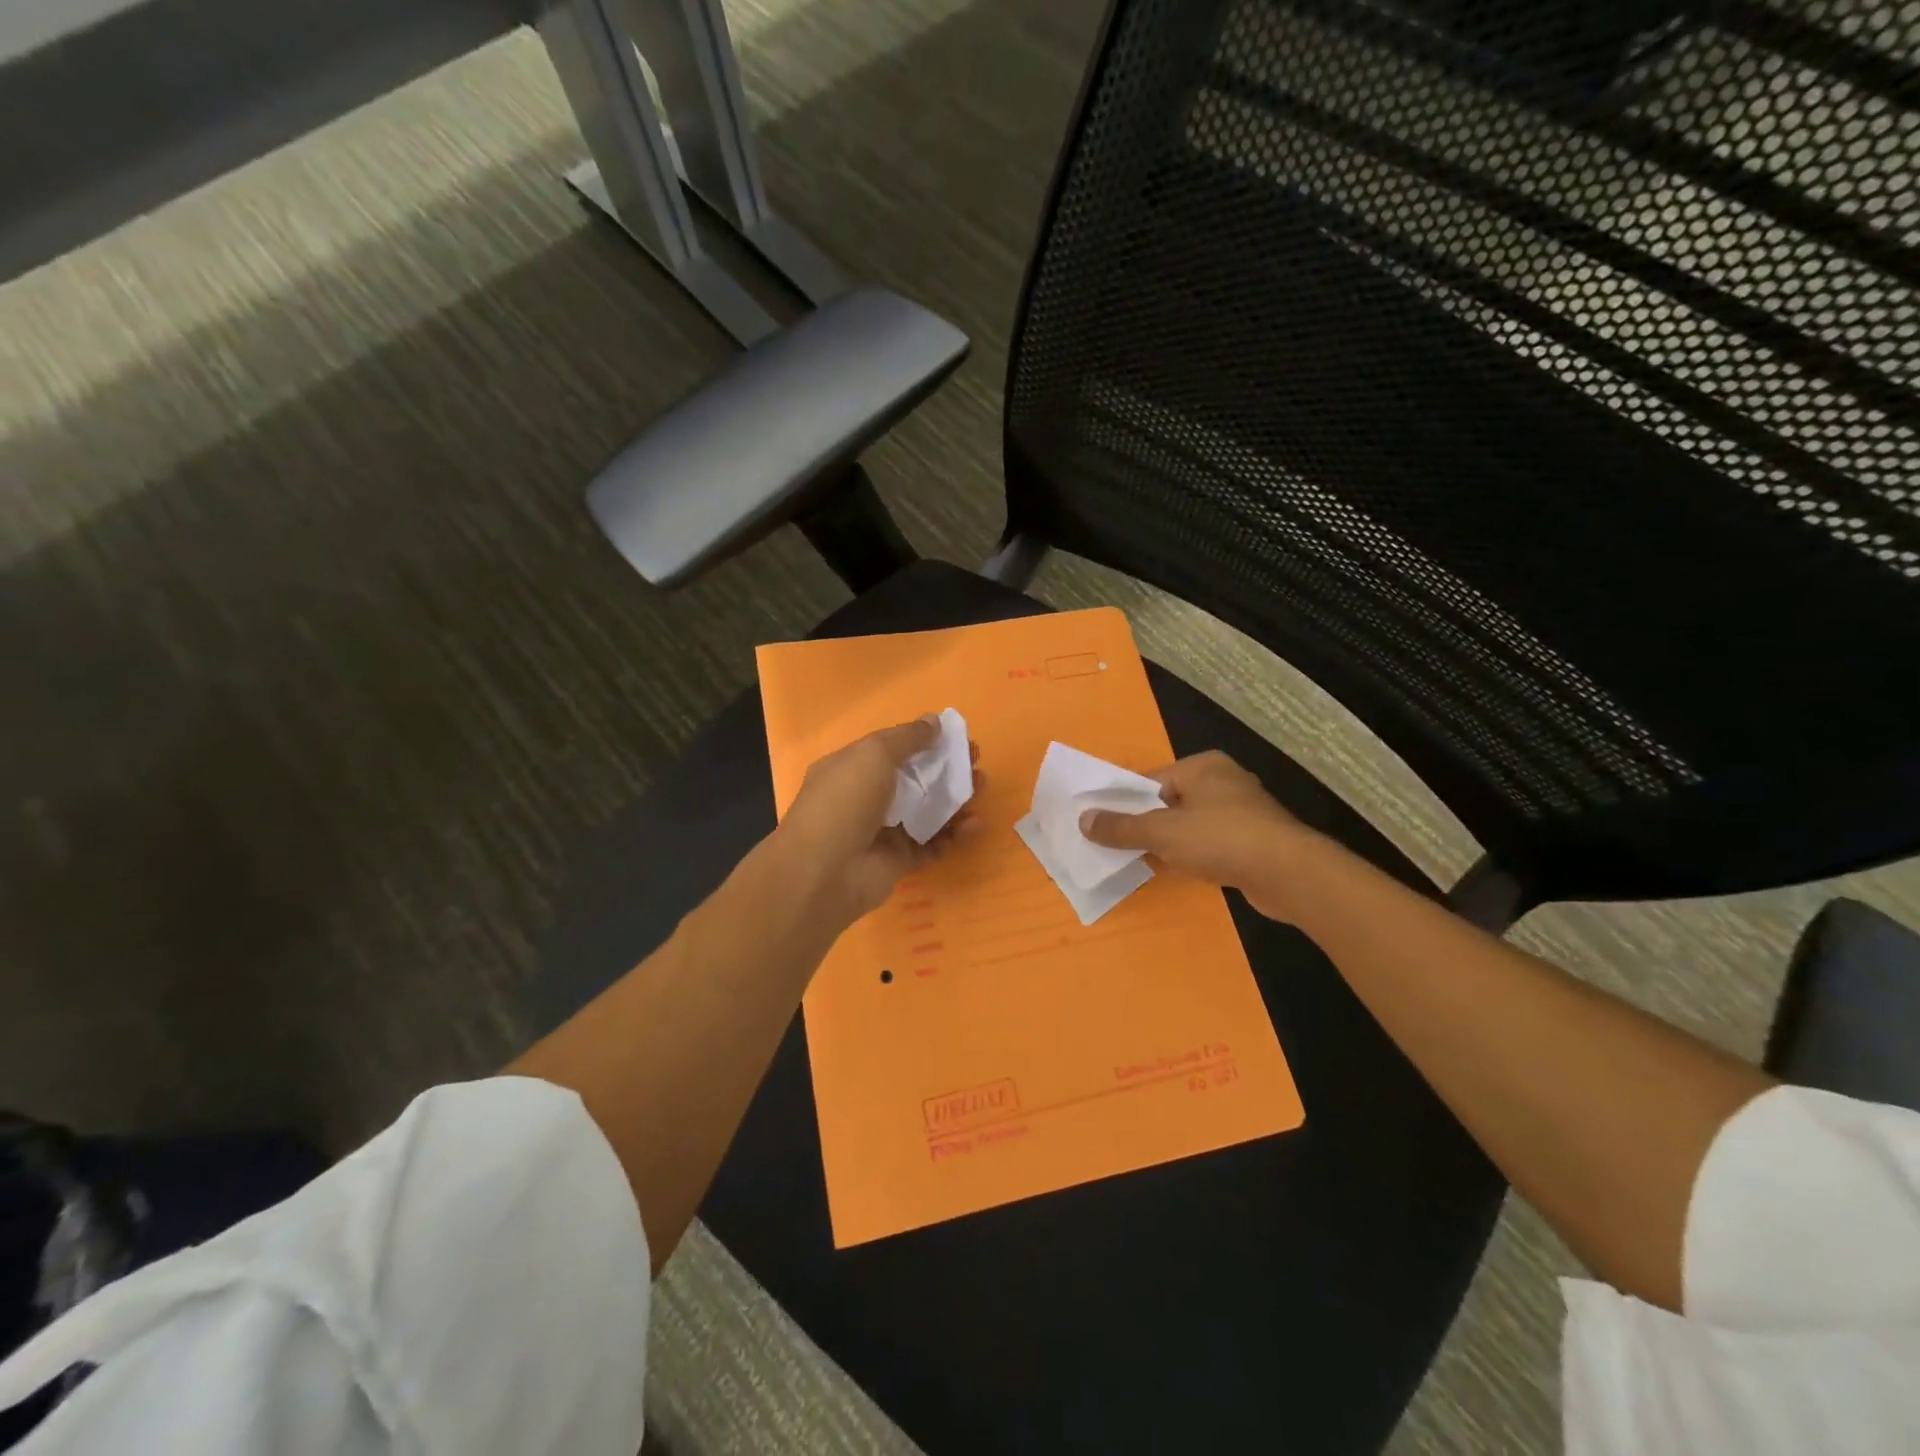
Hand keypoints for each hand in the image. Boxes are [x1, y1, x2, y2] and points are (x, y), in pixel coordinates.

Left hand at [777, 719, 978, 923]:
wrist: (824, 871)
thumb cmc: (845, 800)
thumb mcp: (874, 754)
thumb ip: (908, 737)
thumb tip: (934, 721)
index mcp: (852, 768)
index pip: (893, 750)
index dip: (925, 741)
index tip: (957, 737)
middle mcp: (866, 798)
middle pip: (915, 779)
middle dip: (947, 769)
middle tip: (976, 762)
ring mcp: (882, 831)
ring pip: (927, 812)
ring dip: (955, 799)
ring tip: (981, 788)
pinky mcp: (898, 861)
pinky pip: (932, 845)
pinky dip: (954, 835)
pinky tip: (974, 825)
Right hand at [1078, 751, 1313, 919]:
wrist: (1288, 874)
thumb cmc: (1220, 839)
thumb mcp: (1161, 832)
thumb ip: (1121, 827)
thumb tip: (1083, 820)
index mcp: (1202, 766)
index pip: (1150, 780)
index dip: (1125, 802)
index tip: (1103, 825)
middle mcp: (1224, 781)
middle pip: (1169, 802)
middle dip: (1145, 824)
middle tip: (1117, 846)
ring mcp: (1242, 812)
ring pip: (1190, 825)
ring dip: (1169, 843)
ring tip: (1143, 861)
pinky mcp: (1254, 841)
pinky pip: (1210, 843)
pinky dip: (1193, 855)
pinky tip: (1180, 872)